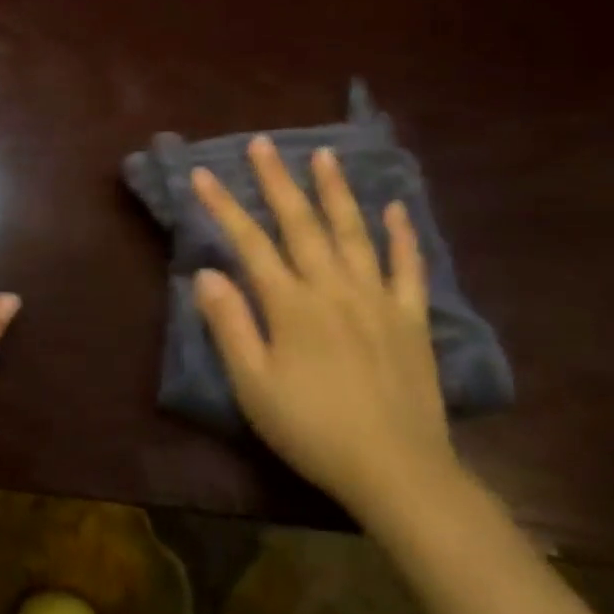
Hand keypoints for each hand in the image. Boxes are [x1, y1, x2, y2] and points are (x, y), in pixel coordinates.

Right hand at [190, 138, 459, 516]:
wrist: (396, 470)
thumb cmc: (311, 429)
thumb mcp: (253, 385)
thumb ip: (229, 325)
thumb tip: (206, 273)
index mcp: (291, 304)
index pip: (250, 243)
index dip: (224, 206)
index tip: (202, 174)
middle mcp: (333, 288)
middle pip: (301, 224)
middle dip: (278, 181)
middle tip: (263, 143)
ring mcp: (377, 299)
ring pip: (353, 233)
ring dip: (336, 192)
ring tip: (326, 155)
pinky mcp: (411, 318)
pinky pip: (407, 267)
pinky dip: (401, 235)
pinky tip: (395, 209)